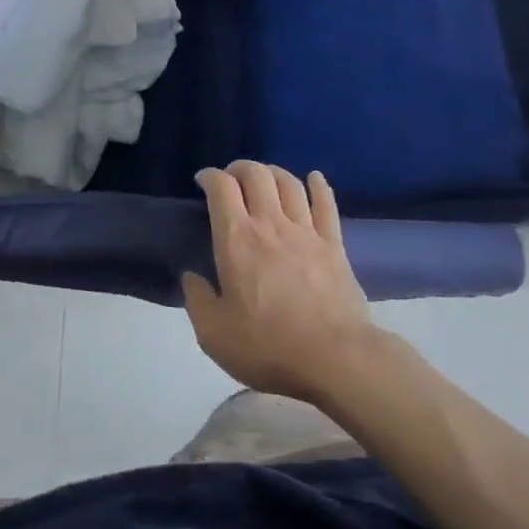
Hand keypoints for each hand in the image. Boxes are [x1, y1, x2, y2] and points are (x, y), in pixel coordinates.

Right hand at [181, 161, 375, 405]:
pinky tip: (314, 178)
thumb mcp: (214, 334)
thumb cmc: (269, 346)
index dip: (209, 176)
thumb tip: (191, 277)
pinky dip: (319, 186)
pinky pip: (326, 205)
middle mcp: (270, 224)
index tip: (202, 181)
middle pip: (257, 174)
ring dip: (273, 172)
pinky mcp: (334, 246)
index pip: (221, 187)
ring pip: (289, 183)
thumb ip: (197, 300)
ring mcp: (306, 232)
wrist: (336, 360)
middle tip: (231, 179)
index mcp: (237, 239)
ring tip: (264, 178)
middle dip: (240, 168)